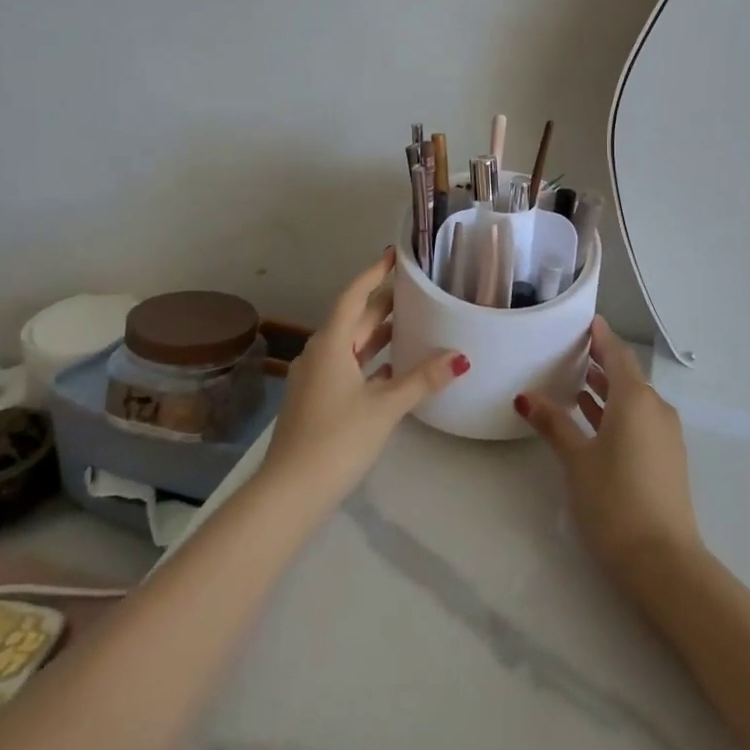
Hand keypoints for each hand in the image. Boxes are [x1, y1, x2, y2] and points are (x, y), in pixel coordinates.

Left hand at [259, 248, 468, 515]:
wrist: (289, 494)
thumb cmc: (336, 440)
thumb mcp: (384, 408)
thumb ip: (422, 379)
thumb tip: (461, 356)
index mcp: (330, 344)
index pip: (354, 296)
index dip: (375, 274)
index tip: (394, 255)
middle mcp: (320, 354)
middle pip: (354, 318)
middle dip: (383, 302)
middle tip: (416, 286)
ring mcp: (316, 379)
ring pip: (352, 344)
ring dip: (378, 332)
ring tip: (412, 320)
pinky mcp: (318, 401)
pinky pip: (349, 367)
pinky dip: (372, 361)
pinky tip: (395, 367)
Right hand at [517, 317, 704, 591]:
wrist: (663, 562)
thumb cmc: (614, 500)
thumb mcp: (577, 460)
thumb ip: (553, 423)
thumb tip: (526, 396)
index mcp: (636, 399)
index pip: (616, 354)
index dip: (600, 336)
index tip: (584, 321)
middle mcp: (656, 408)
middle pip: (626, 375)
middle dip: (599, 361)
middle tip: (569, 350)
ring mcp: (665, 434)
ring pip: (633, 399)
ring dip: (606, 388)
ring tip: (574, 381)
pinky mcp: (666, 458)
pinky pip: (639, 419)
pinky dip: (616, 411)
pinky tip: (592, 420)